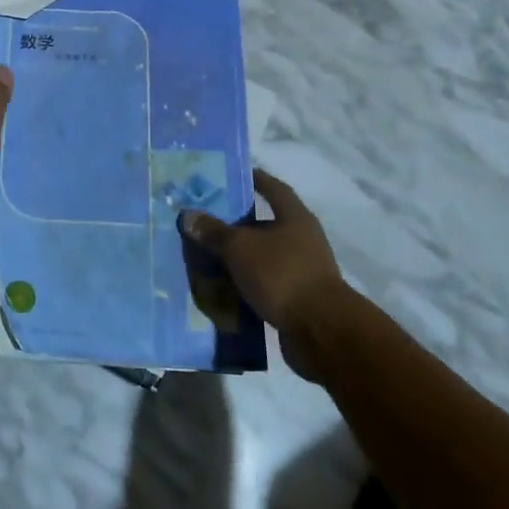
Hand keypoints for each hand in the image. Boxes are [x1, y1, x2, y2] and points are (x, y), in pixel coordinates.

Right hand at [182, 170, 349, 380]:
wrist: (320, 332)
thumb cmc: (282, 274)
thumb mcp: (240, 248)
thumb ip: (214, 231)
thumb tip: (188, 215)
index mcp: (295, 218)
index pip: (273, 188)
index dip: (254, 179)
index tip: (230, 176)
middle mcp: (302, 240)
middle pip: (265, 225)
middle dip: (236, 225)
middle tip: (205, 222)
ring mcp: (302, 271)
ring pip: (262, 257)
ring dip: (239, 259)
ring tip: (206, 259)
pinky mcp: (297, 300)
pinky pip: (265, 285)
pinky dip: (245, 286)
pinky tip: (222, 291)